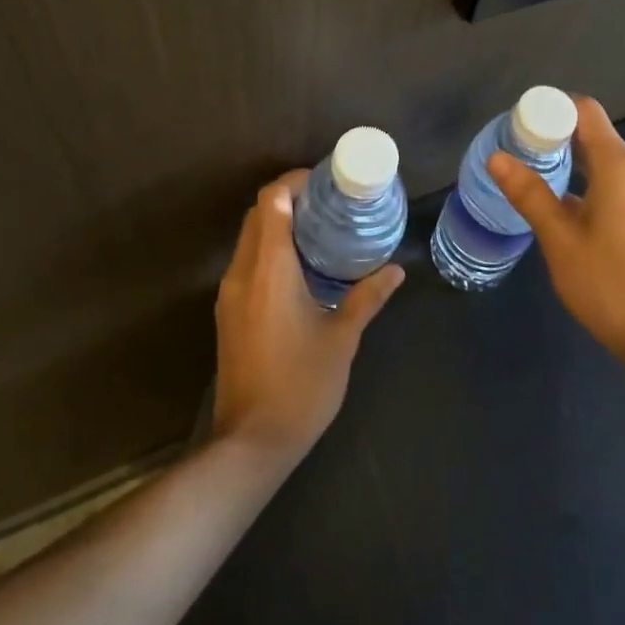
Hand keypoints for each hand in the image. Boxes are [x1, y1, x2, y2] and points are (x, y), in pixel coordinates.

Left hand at [210, 171, 404, 461]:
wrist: (251, 443)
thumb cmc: (301, 384)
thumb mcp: (342, 338)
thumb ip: (367, 296)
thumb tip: (396, 270)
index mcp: (269, 269)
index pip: (271, 201)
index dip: (293, 181)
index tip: (323, 182)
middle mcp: (242, 272)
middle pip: (257, 214)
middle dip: (288, 199)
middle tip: (327, 203)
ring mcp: (230, 294)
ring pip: (249, 238)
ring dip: (276, 224)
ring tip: (317, 229)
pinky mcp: (228, 313)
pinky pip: (246, 263)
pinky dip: (268, 249)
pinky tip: (299, 267)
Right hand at [487, 96, 624, 363]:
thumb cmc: (609, 283)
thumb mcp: (559, 239)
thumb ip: (529, 193)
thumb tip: (496, 157)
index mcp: (620, 166)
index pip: (585, 111)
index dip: (551, 108)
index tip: (519, 125)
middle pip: (594, 135)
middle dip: (554, 137)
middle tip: (517, 152)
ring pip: (604, 163)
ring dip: (570, 163)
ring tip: (533, 179)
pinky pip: (615, 186)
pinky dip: (587, 185)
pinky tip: (563, 211)